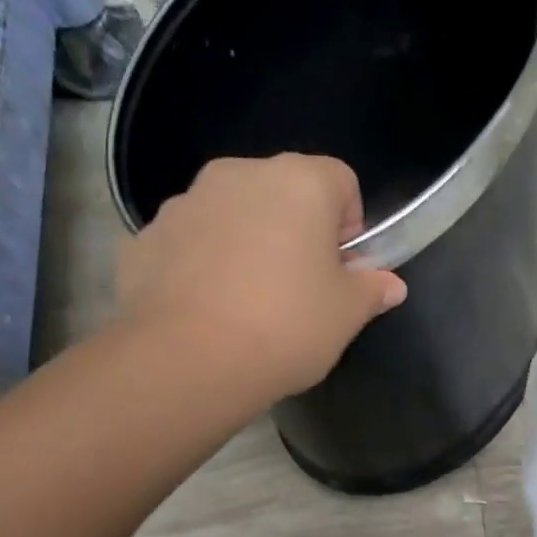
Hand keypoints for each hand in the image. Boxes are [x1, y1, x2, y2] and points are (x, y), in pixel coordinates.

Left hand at [116, 154, 406, 399]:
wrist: (187, 361)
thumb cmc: (285, 327)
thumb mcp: (346, 315)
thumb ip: (371, 289)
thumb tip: (390, 285)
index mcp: (299, 182)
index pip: (341, 181)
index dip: (349, 225)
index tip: (342, 269)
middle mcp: (239, 175)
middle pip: (283, 192)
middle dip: (296, 230)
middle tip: (299, 288)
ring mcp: (186, 202)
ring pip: (233, 214)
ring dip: (247, 243)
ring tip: (247, 303)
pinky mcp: (147, 236)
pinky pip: (191, 242)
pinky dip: (203, 264)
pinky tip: (206, 310)